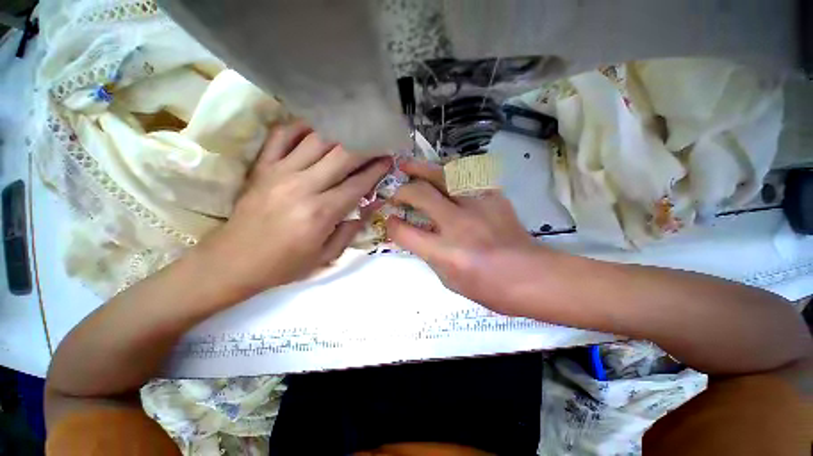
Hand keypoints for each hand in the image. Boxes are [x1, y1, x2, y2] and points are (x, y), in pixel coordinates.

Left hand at [198, 122, 389, 298]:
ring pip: (317, 140)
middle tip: (378, 141)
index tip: (389, 159)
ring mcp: (280, 172)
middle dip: (366, 146)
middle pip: (343, 156)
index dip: (377, 169)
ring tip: (355, 132)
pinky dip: (302, 127)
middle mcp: (303, 187)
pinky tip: (318, 128)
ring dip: (342, 134)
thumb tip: (369, 206)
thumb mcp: (326, 256)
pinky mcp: (262, 167)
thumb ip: (351, 230)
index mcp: (321, 213)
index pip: (358, 183)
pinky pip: (282, 135)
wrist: (234, 262)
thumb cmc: (284, 264)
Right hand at [386, 158, 541, 314]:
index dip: (391, 225)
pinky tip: (441, 176)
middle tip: (396, 193)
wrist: (531, 277)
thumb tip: (416, 235)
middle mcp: (458, 224)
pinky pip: (465, 177)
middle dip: (402, 191)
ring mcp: (478, 206)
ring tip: (407, 165)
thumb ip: (428, 254)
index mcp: (445, 252)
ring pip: (443, 176)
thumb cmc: (488, 287)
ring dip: (421, 169)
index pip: (405, 231)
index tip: (389, 220)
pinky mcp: (493, 197)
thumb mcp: (448, 280)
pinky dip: (448, 174)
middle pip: (420, 194)